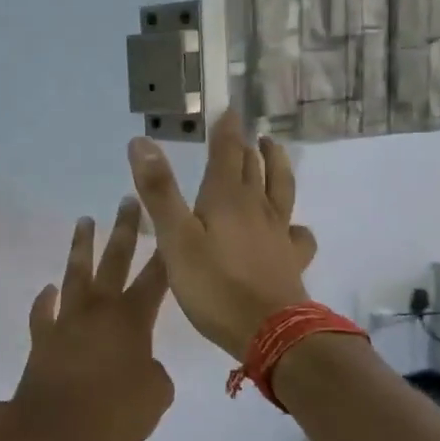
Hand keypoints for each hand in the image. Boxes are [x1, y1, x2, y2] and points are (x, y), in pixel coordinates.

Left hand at [0, 197, 174, 440]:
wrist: (52, 429)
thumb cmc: (112, 412)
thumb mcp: (155, 398)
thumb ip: (157, 376)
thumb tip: (146, 368)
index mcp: (132, 319)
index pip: (156, 278)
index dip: (167, 252)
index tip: (173, 222)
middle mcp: (99, 310)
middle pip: (114, 260)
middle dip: (124, 229)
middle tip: (128, 200)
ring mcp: (67, 321)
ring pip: (76, 274)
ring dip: (81, 247)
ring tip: (84, 221)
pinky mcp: (43, 338)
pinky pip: (44, 313)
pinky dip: (45, 301)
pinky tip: (48, 289)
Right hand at [127, 111, 317, 358]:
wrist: (270, 332)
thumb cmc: (215, 285)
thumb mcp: (175, 238)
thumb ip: (159, 191)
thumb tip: (141, 142)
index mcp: (227, 198)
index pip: (227, 152)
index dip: (226, 130)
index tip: (229, 108)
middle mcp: (257, 208)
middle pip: (254, 168)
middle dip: (247, 146)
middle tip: (246, 130)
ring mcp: (278, 233)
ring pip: (282, 189)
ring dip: (277, 166)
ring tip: (275, 150)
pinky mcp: (291, 260)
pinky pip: (298, 234)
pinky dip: (296, 224)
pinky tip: (294, 228)